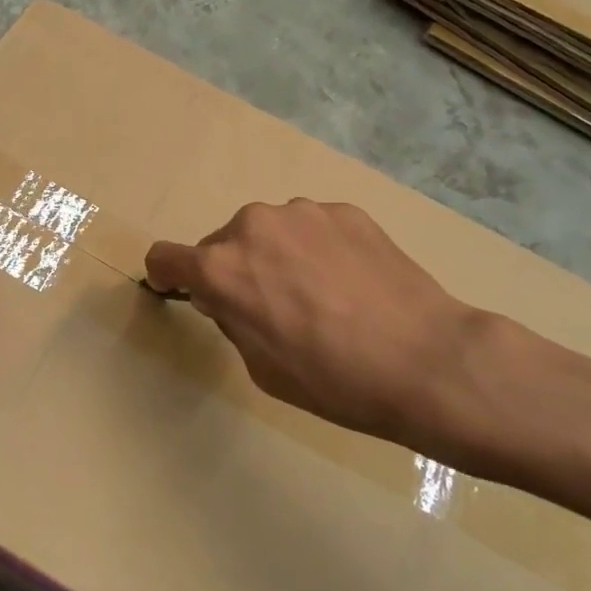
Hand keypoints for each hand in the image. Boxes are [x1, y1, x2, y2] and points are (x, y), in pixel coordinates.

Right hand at [144, 200, 484, 452]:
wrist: (425, 360)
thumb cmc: (331, 379)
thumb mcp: (259, 365)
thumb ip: (231, 319)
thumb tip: (230, 296)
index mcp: (220, 268)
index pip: (165, 257)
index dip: (167, 276)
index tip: (180, 290)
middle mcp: (252, 226)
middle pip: (222, 243)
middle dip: (233, 270)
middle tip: (270, 307)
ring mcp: (302, 212)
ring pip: (269, 232)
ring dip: (276, 255)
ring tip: (319, 294)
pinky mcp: (345, 211)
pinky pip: (311, 228)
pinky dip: (316, 250)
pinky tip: (350, 283)